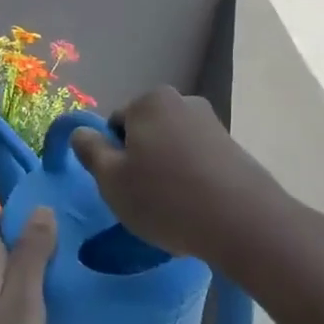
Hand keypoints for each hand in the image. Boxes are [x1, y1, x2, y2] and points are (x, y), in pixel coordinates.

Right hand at [70, 87, 281, 266]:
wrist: (242, 222)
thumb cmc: (165, 198)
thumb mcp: (111, 179)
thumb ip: (90, 151)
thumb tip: (80, 132)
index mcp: (149, 101)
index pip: (115, 124)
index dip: (112, 157)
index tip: (122, 186)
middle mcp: (183, 102)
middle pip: (145, 134)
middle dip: (141, 162)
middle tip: (142, 200)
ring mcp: (213, 124)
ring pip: (172, 149)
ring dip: (166, 173)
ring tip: (172, 209)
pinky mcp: (234, 150)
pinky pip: (198, 163)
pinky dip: (191, 181)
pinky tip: (195, 210)